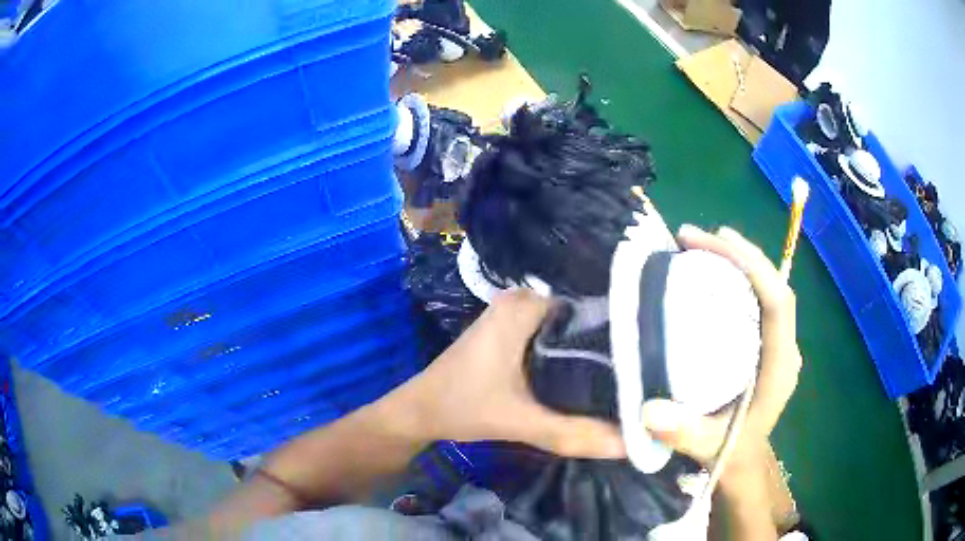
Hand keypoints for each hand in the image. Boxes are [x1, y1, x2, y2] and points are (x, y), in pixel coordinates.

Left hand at [406, 289, 625, 458]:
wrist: (420, 410)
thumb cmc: (463, 406)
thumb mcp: (522, 422)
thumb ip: (575, 434)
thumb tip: (630, 446)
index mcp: (525, 307)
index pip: (590, 310)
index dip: (617, 337)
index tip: (642, 364)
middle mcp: (520, 301)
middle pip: (579, 320)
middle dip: (605, 347)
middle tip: (634, 378)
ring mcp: (511, 315)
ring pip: (565, 329)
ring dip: (586, 353)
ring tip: (618, 379)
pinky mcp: (506, 331)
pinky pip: (548, 336)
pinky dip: (565, 355)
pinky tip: (583, 379)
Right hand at [641, 225, 801, 465]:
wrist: (742, 460)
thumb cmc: (730, 451)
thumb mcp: (707, 446)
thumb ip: (684, 432)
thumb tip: (649, 411)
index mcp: (780, 365)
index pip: (778, 303)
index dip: (754, 267)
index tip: (717, 243)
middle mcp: (783, 346)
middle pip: (772, 285)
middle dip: (739, 254)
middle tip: (695, 237)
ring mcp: (775, 342)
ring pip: (765, 287)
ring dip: (737, 260)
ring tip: (698, 245)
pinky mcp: (763, 342)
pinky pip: (755, 299)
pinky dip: (734, 278)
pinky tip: (708, 273)